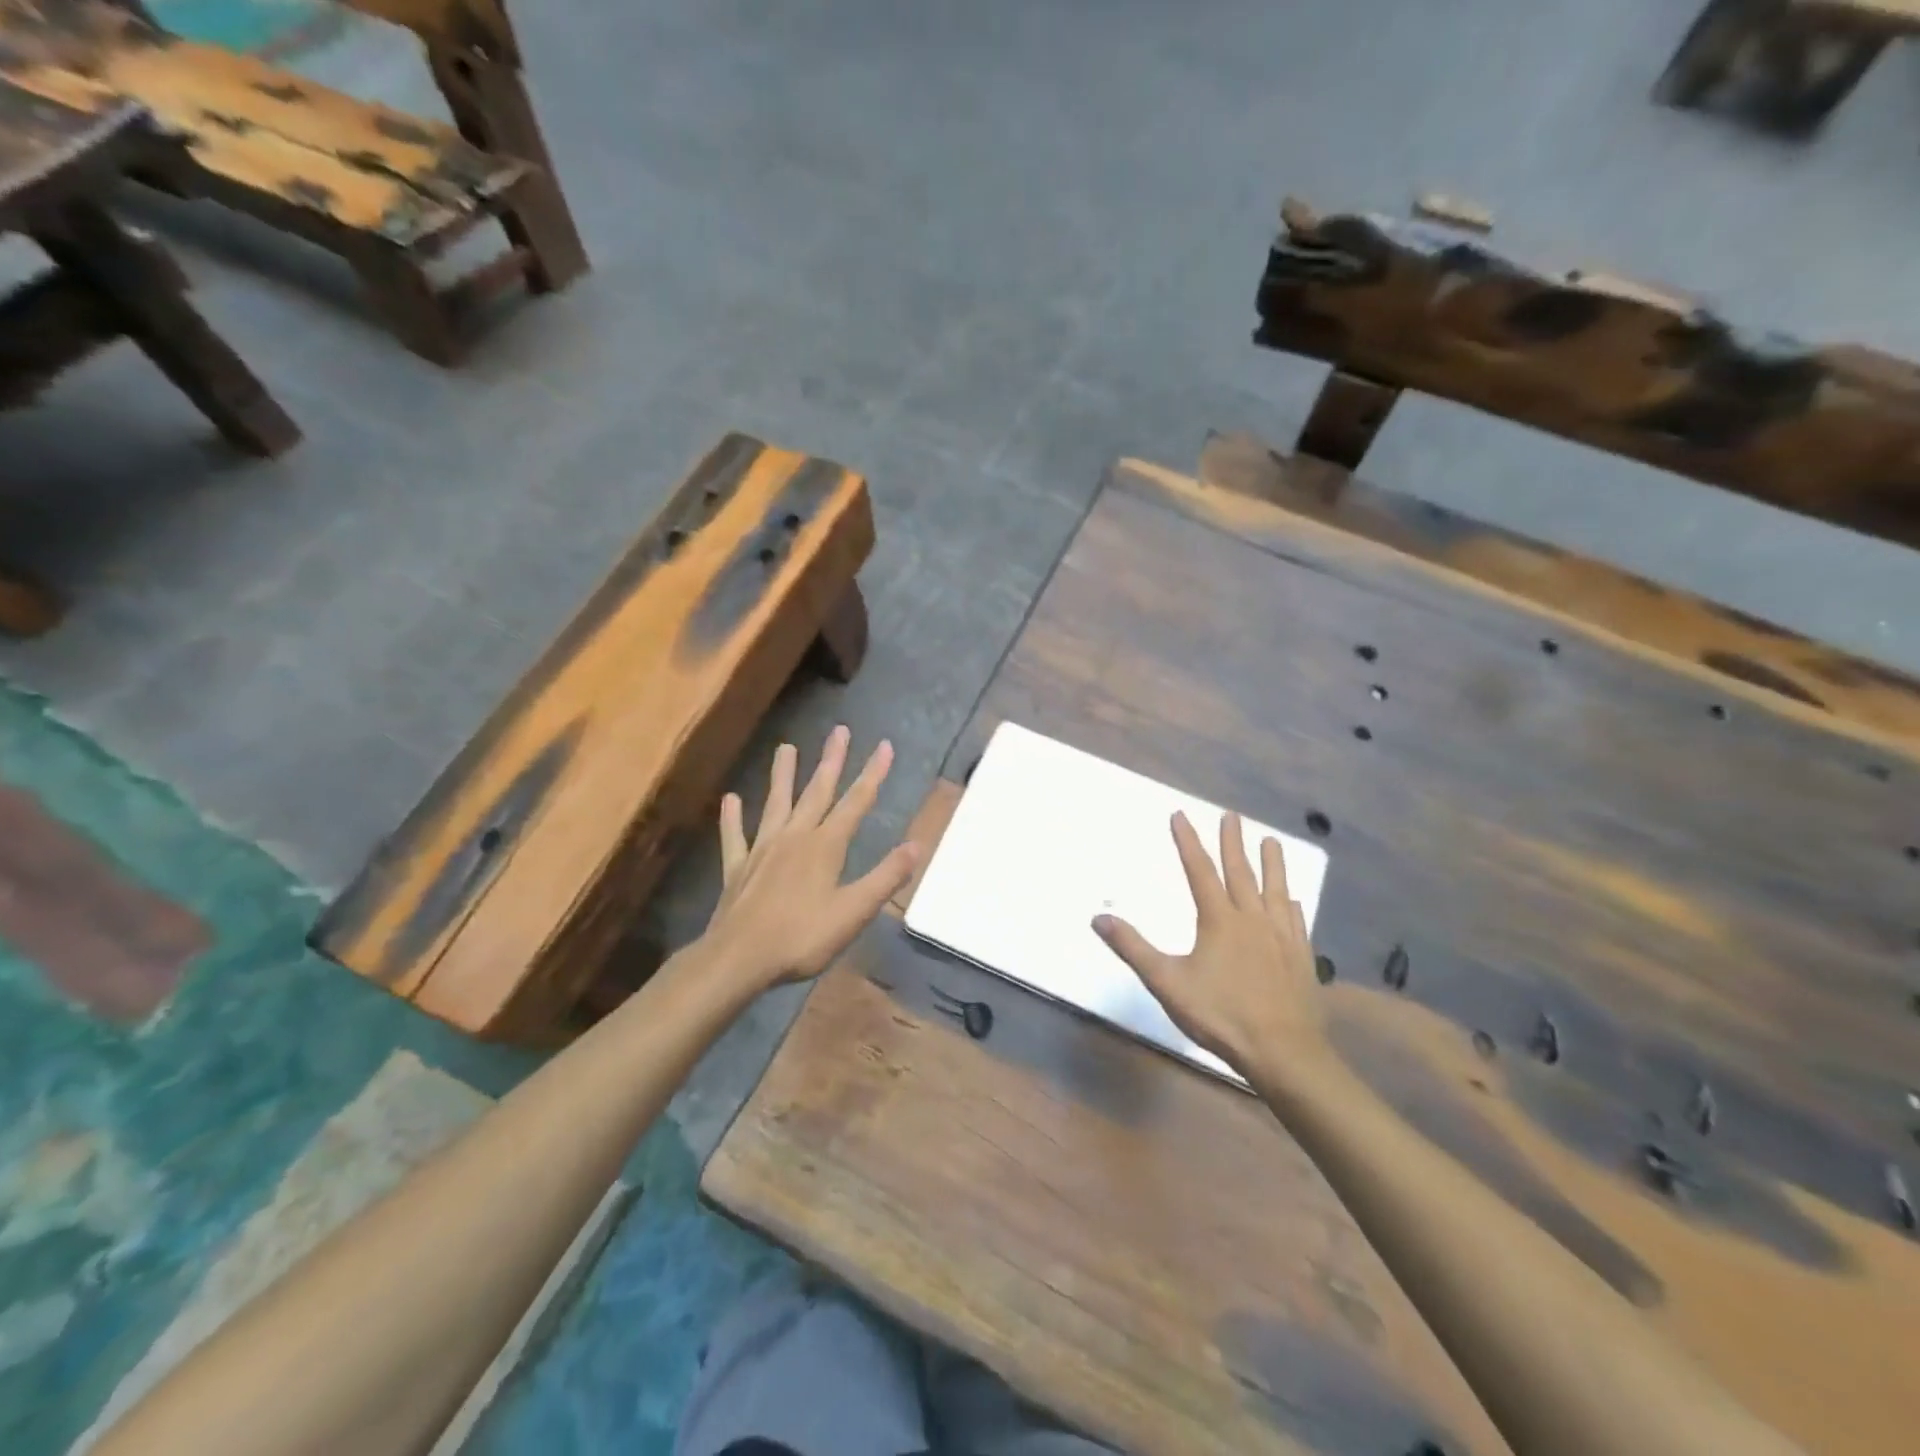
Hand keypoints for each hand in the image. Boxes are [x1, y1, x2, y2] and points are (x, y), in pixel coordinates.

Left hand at [701, 726, 917, 991]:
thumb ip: (886, 877)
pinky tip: (731, 799)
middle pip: (817, 792)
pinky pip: (735, 836)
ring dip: (783, 776)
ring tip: (785, 747)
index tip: (885, 746)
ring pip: (776, 804)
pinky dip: (733, 818)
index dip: (873, 774)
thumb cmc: (802, 937)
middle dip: (832, 761)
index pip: (856, 802)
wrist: (738, 958)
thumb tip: (917, 845)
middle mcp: (795, 837)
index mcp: (825, 845)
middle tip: (839, 731)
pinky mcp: (738, 868)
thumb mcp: (854, 911)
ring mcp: (763, 849)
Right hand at [1093, 811, 1324, 1076]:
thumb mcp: (1167, 982)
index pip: (1199, 871)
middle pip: (1241, 873)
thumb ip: (1133, 948)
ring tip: (1272, 842)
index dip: (1188, 842)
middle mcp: (1252, 919)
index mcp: (1219, 921)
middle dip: (1233, 842)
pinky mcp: (1301, 958)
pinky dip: (1291, 906)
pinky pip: (1296, 922)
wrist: (1284, 1052)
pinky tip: (1294, 901)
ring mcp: (1281, 937)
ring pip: (1276, 891)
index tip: (1181, 815)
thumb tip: (1098, 918)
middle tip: (1232, 816)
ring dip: (1272, 864)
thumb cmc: (1221, 1015)